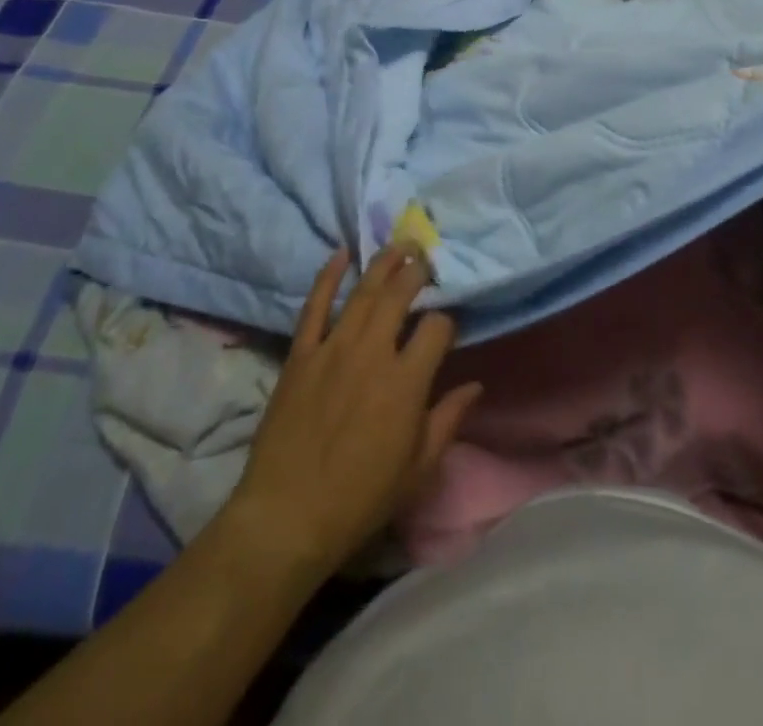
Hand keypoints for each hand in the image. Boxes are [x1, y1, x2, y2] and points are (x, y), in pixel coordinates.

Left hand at [225, 245, 481, 579]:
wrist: (286, 517)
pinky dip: (328, 276)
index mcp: (406, 381)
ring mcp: (332, 349)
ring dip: (383, 263)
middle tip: (427, 259)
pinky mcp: (300, 355)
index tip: (448, 326)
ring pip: (363, 292)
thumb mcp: (418, 469)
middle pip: (400, 294)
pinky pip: (315, 306)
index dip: (447, 321)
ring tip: (400, 245)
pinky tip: (341, 253)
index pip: (437, 328)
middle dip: (417, 272)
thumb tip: (476, 385)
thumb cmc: (360, 499)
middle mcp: (372, 353)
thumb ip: (449, 419)